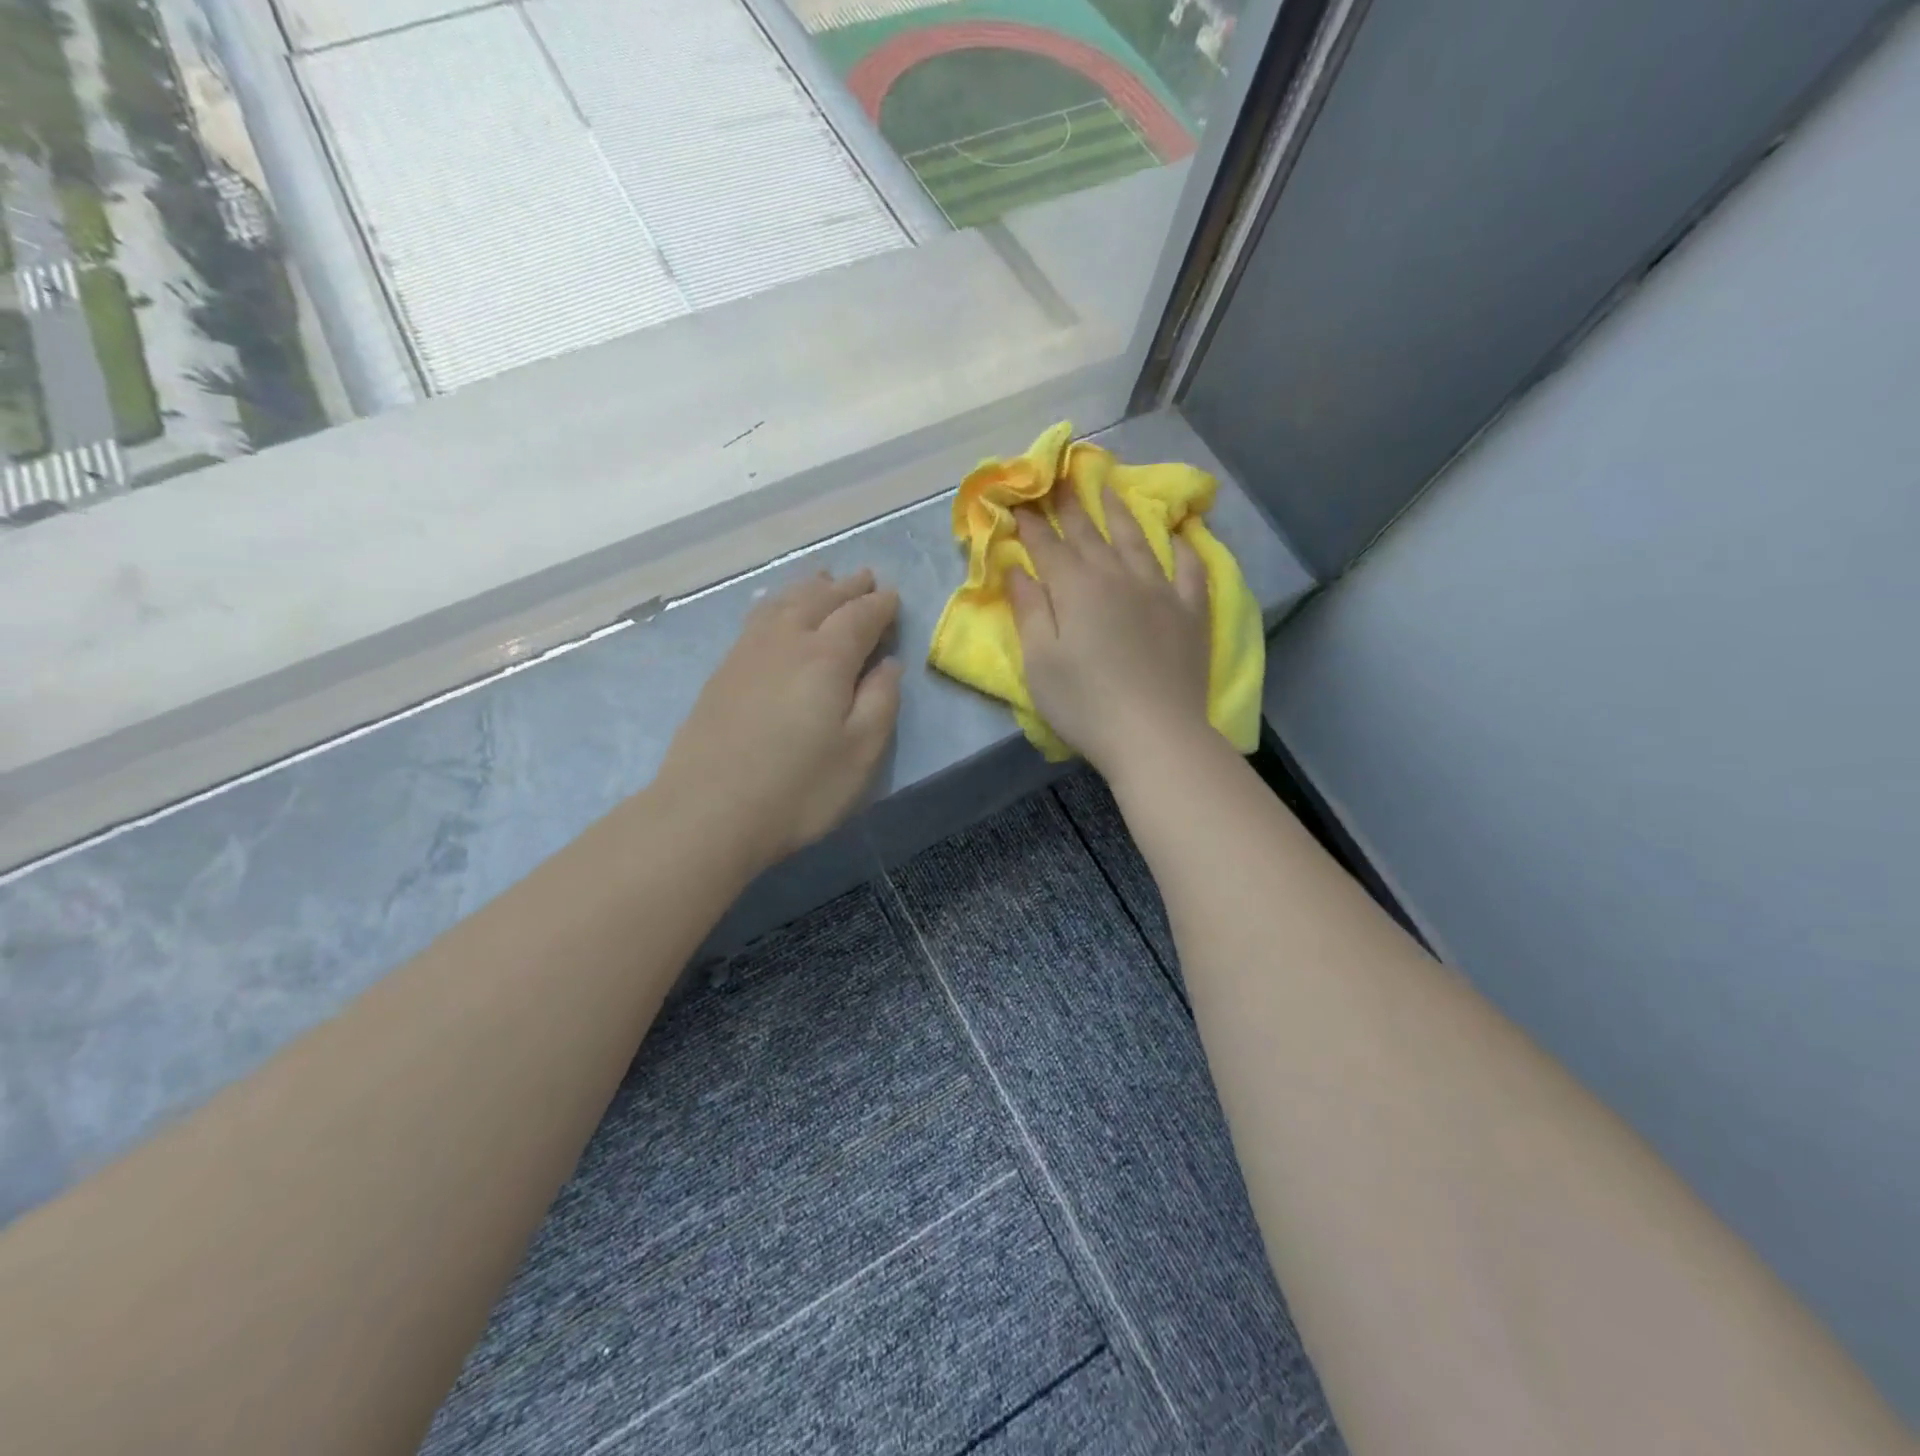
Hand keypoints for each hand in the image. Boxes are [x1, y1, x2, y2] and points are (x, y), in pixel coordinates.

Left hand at [657, 569, 902, 872]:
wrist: (707, 812)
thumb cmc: (798, 789)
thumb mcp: (860, 752)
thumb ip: (880, 701)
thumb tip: (888, 664)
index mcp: (826, 657)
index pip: (859, 616)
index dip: (880, 606)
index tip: (894, 598)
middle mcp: (786, 641)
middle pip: (820, 599)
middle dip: (847, 587)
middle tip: (866, 578)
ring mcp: (748, 653)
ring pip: (784, 603)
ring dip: (809, 587)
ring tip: (824, 578)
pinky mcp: (723, 672)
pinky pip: (758, 618)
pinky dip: (778, 603)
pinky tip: (777, 610)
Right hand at [1009, 489, 1214, 782]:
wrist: (1155, 734)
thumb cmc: (1085, 703)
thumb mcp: (1040, 662)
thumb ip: (1029, 610)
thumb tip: (1016, 568)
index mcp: (1076, 588)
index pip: (1048, 546)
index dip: (1032, 523)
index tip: (1020, 499)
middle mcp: (1117, 576)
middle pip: (1090, 533)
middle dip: (1071, 505)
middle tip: (1060, 477)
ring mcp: (1160, 590)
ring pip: (1137, 540)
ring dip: (1120, 512)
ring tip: (1108, 488)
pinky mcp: (1190, 611)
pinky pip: (1190, 569)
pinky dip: (1185, 548)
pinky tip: (1181, 534)